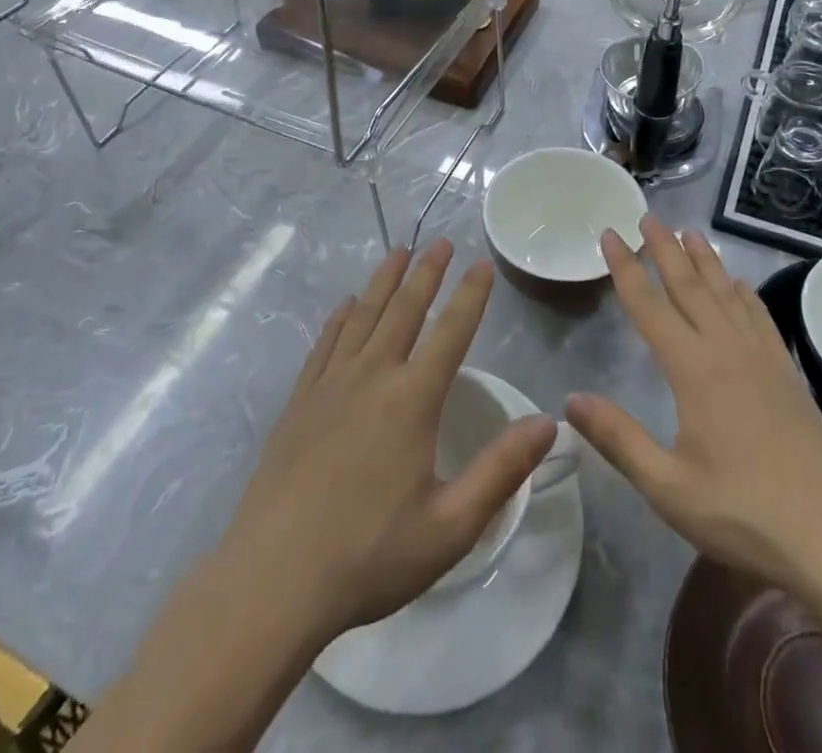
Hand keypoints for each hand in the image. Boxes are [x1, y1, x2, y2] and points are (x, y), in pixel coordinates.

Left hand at [215, 241, 555, 645]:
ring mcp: (330, 384)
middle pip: (404, 310)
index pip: (451, 333)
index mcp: (411, 400)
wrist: (273, 580)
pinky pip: (324, 343)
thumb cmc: (369, 556)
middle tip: (439, 241)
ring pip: (362, 316)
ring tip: (398, 252)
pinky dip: (339, 318)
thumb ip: (502, 470)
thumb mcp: (450, 525)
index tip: (481, 265)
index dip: (470, 296)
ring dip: (383, 281)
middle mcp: (372, 376)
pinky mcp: (299, 401)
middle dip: (426, 272)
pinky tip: (344, 305)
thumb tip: (548, 423)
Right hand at [566, 219, 821, 609]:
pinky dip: (744, 293)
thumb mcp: (668, 486)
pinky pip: (760, 317)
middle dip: (665, 249)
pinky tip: (739, 285)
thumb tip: (570, 399)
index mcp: (692, 369)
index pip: (649, 305)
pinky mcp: (787, 374)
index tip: (611, 234)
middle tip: (648, 217)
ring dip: (705, 260)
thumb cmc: (744, 513)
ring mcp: (762, 358)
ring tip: (689, 233)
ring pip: (726, 293)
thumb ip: (618, 439)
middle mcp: (726, 349)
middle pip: (688, 286)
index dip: (626, 268)